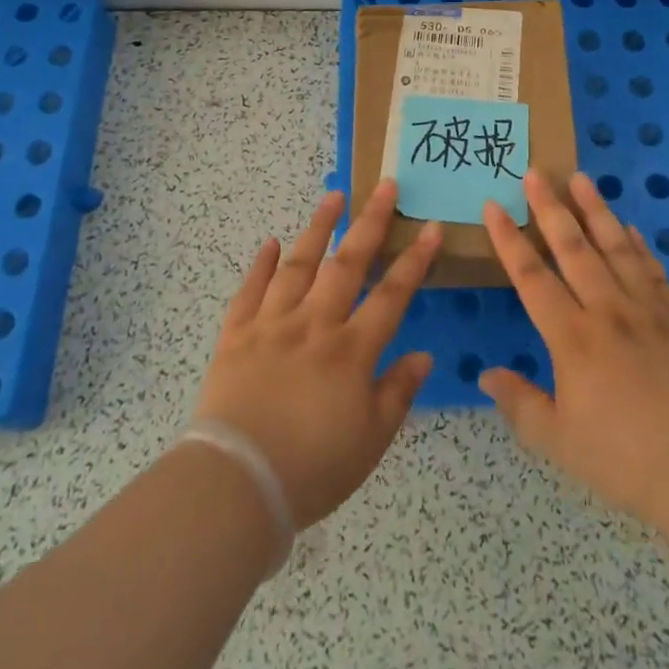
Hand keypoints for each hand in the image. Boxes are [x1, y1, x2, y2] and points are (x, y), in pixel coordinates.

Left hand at [193, 179, 439, 529]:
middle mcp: (314, 324)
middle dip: (370, 222)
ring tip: (334, 196)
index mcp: (351, 350)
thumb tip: (423, 354)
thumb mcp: (371, 440)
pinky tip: (271, 243)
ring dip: (318, 227)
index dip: (414, 260)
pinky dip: (261, 264)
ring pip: (299, 264)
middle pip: (347, 263)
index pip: (392, 295)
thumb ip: (398, 392)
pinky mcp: (236, 333)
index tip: (431, 228)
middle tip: (385, 186)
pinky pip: (250, 290)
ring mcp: (272, 324)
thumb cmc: (313, 468)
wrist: (237, 482)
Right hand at [479, 170, 668, 528]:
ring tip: (581, 179)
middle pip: (574, 248)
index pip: (532, 277)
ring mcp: (649, 310)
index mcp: (573, 338)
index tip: (494, 205)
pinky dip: (640, 246)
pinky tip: (631, 230)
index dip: (509, 240)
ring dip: (596, 210)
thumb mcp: (559, 442)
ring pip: (616, 247)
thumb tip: (486, 374)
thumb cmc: (627, 460)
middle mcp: (608, 311)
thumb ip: (520, 404)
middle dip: (551, 207)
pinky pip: (654, 270)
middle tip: (536, 172)